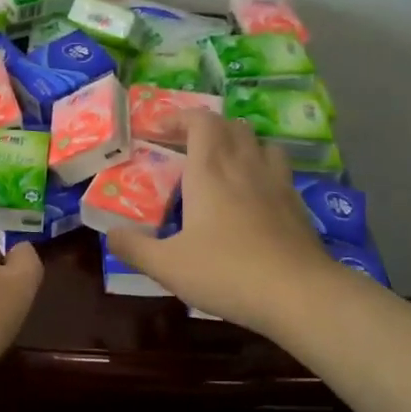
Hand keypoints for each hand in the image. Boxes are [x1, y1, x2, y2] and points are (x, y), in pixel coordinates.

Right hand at [108, 111, 331, 337]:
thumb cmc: (227, 272)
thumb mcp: (168, 266)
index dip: (179, 117)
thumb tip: (110, 234)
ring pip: (259, 142)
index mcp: (210, 170)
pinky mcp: (297, 203)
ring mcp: (276, 182)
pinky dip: (261, 169)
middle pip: (230, 125)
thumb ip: (134, 248)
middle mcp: (244, 165)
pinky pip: (278, 169)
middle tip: (186, 148)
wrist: (300, 294)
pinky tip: (253, 195)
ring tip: (223, 164)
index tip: (158, 130)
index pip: (199, 120)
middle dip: (206, 128)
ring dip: (238, 143)